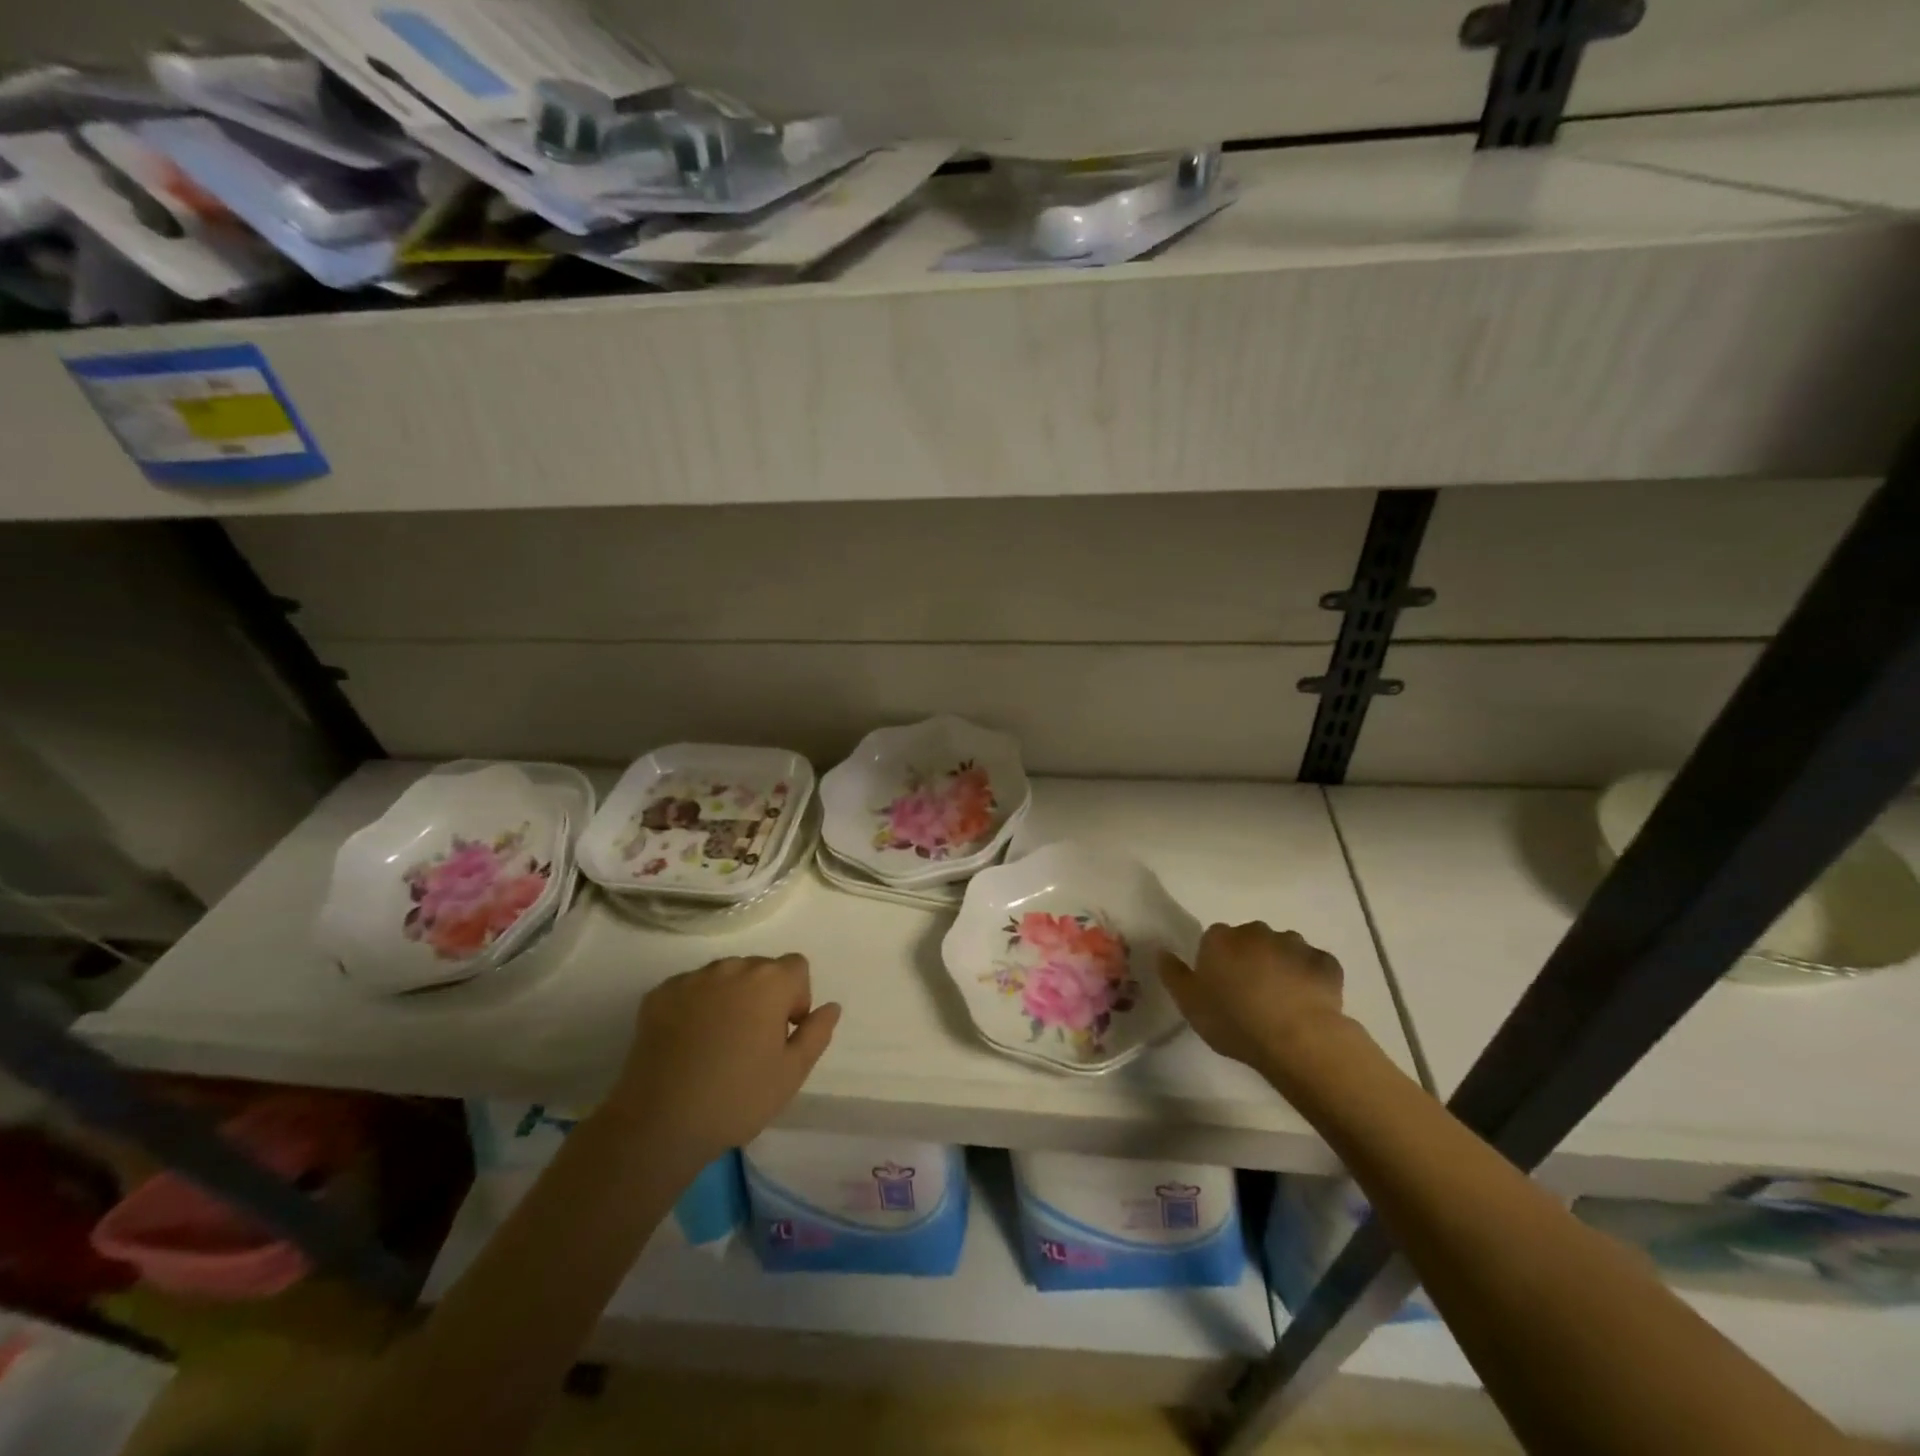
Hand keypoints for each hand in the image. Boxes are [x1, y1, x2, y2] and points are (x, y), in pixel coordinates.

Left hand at [606, 954, 840, 1162]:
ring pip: (724, 977)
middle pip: (759, 969)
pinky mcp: (658, 994)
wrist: (659, 1122)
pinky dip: (695, 1006)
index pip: (797, 967)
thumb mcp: (792, 1073)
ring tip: (717, 1044)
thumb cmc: (737, 1098)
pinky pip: (690, 989)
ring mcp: (691, 979)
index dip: (797, 998)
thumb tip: (830, 1007)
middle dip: (763, 996)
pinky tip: (688, 1043)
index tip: (783, 1034)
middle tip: (752, 1043)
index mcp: (769, 982)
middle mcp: (732, 968)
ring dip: (729, 998)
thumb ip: (817, 1033)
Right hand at [1158, 923, 1354, 1081]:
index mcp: (1220, 939)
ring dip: (1281, 965)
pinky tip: (1308, 1001)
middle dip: (1250, 959)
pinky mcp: (1325, 962)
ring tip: (1282, 1000)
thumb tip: (1162, 951)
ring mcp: (1294, 944)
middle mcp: (1256, 931)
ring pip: (1283, 949)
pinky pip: (1314, 965)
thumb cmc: (1234, 1020)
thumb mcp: (1189, 1004)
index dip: (1217, 962)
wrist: (1297, 1037)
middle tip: (1251, 994)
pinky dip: (1311, 977)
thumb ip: (1173, 974)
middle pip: (1249, 940)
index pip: (1213, 939)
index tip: (1221, 987)